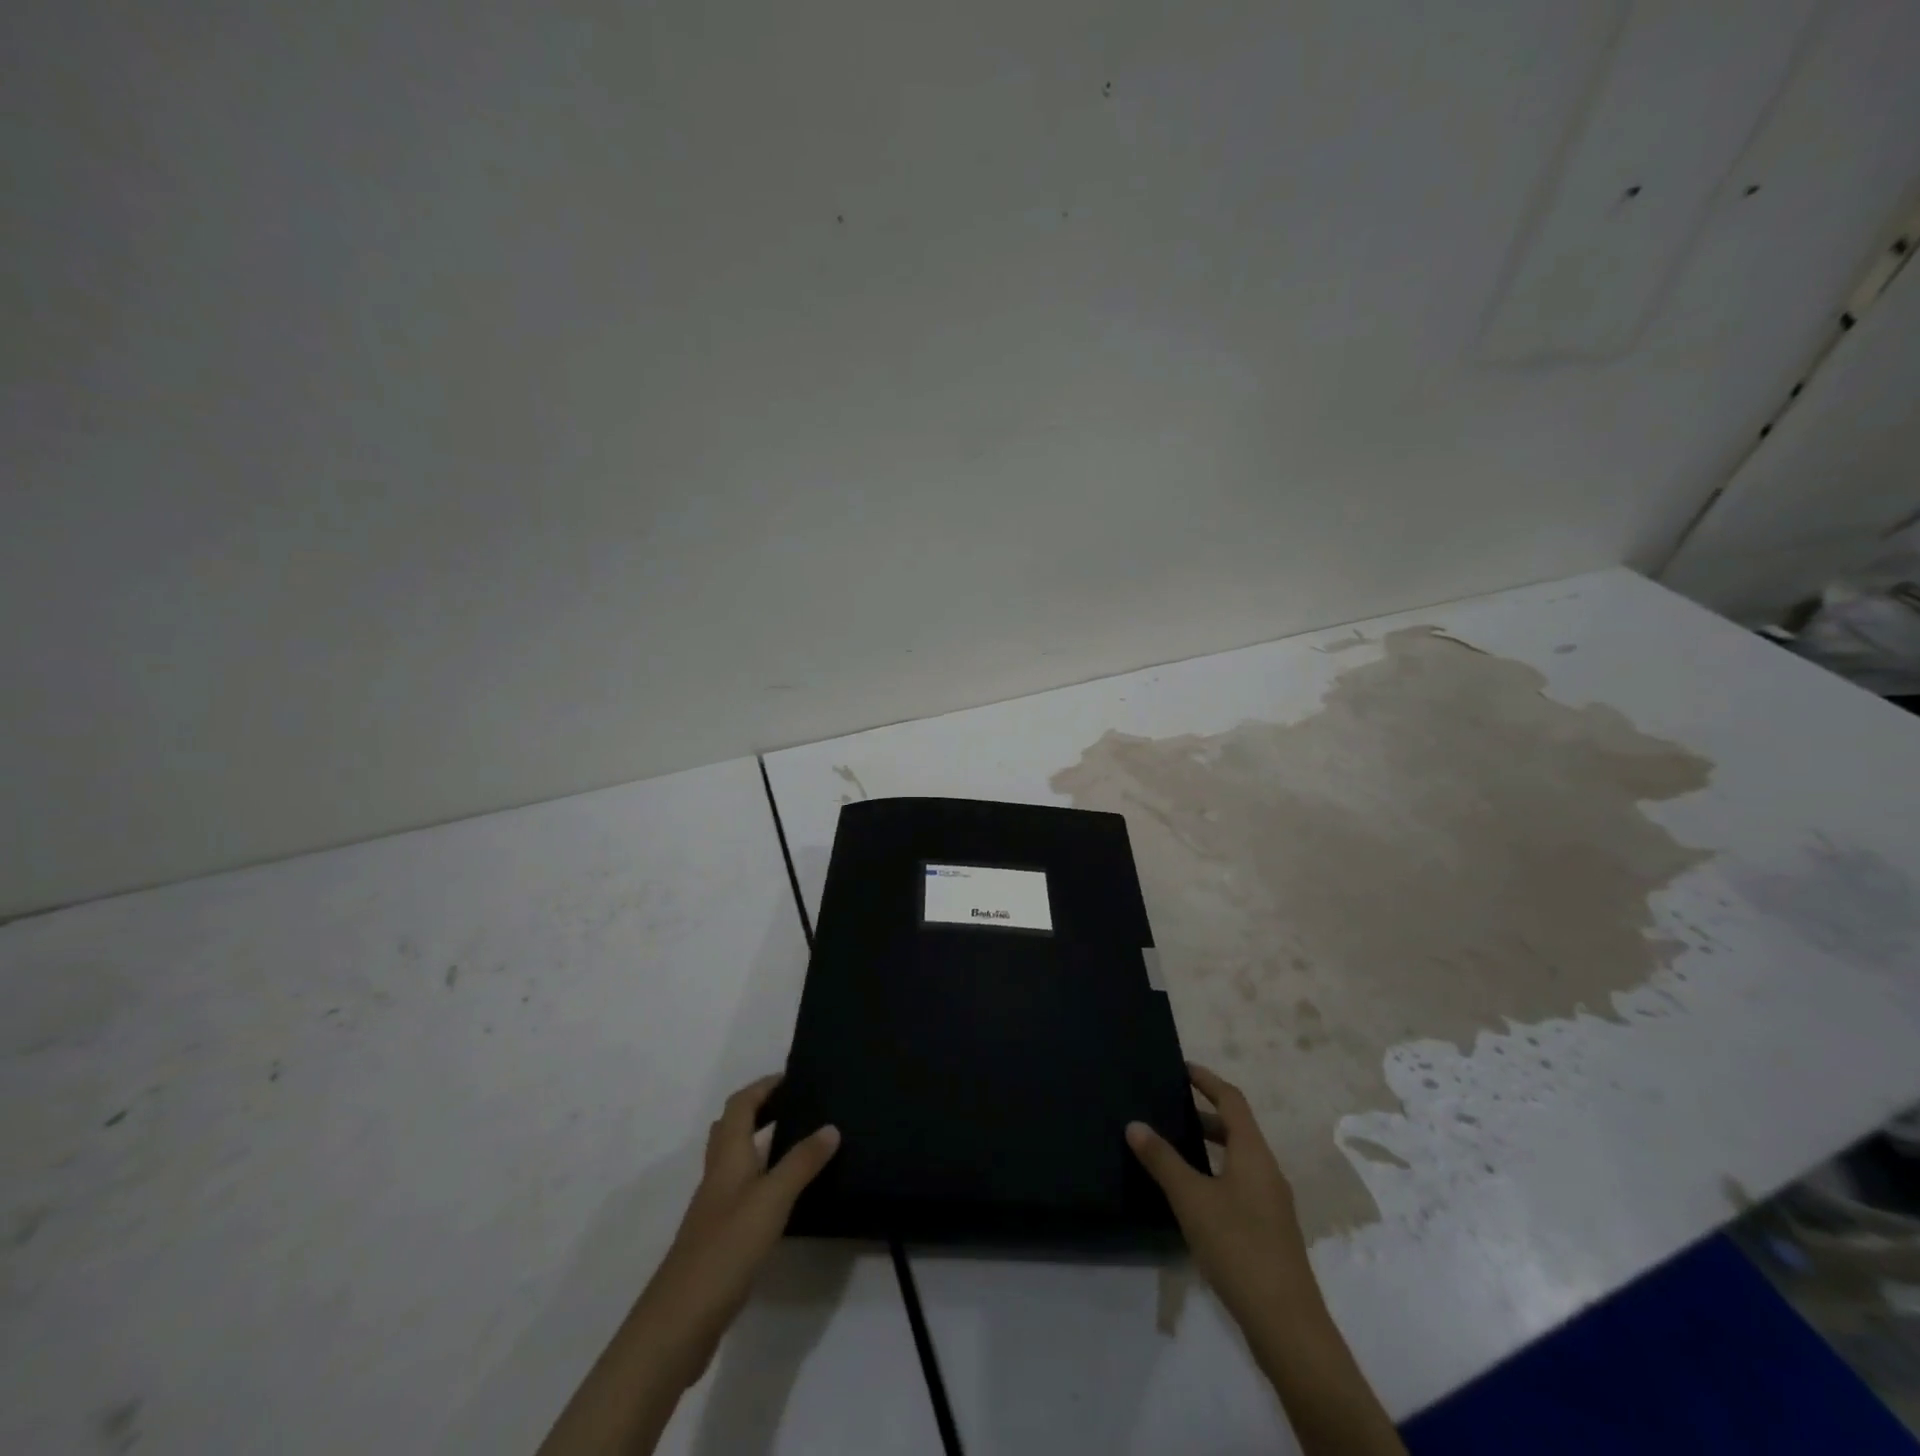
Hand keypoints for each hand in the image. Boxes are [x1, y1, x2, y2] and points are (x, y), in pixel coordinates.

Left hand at [639, 1075, 841, 1388]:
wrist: (679, 1322)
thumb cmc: (726, 1248)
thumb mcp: (772, 1199)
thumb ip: (802, 1162)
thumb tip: (830, 1126)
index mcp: (728, 1157)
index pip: (741, 1105)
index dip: (763, 1086)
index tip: (793, 1077)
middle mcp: (718, 1174)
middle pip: (733, 1128)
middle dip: (761, 1109)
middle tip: (797, 1105)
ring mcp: (715, 1207)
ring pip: (735, 1159)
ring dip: (760, 1141)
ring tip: (797, 1141)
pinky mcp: (719, 1236)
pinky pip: (741, 1189)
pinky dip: (761, 1176)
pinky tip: (784, 1195)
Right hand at [1129, 1064, 1405, 1455]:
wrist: (1287, 1325)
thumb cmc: (1239, 1247)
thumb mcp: (1191, 1199)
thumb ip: (1162, 1160)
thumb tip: (1135, 1124)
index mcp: (1253, 1153)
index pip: (1231, 1100)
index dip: (1207, 1080)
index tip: (1181, 1068)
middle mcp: (1267, 1170)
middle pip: (1236, 1128)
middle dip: (1204, 1113)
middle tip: (1169, 1107)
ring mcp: (1272, 1202)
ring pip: (1238, 1158)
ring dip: (1210, 1145)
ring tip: (1173, 1146)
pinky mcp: (1270, 1230)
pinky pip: (1240, 1183)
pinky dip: (1215, 1172)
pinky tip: (1192, 1194)